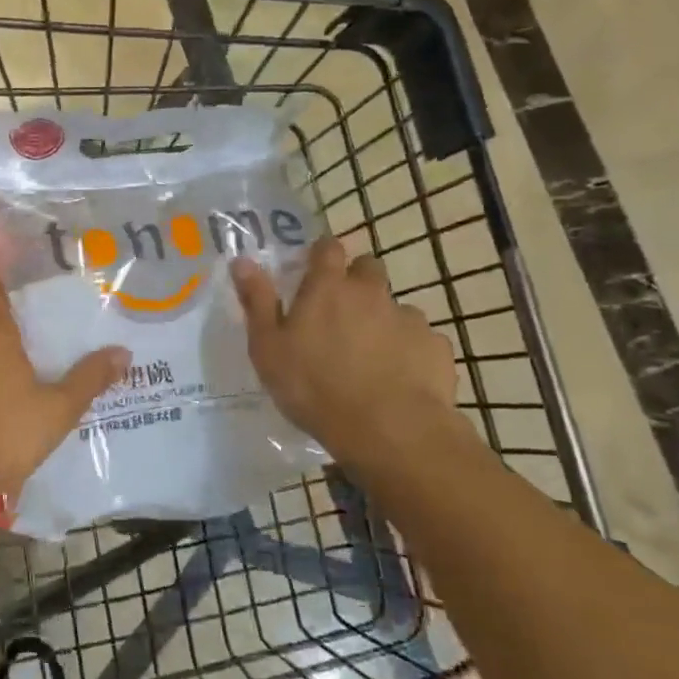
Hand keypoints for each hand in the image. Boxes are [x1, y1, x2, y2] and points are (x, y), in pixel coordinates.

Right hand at [232, 236, 456, 464]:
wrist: (389, 430)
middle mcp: (371, 292)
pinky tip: (399, 378)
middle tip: (341, 313)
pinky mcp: (435, 347)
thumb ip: (257, 301)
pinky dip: (409, 351)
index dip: (322, 253)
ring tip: (370, 356)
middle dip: (357, 280)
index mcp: (327, 288)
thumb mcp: (268, 348)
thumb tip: (242, 261)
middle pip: (368, 268)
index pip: (328, 247)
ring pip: (395, 307)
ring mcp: (408, 318)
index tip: (314, 268)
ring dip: (382, 320)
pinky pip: (420, 340)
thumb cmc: (314, 387)